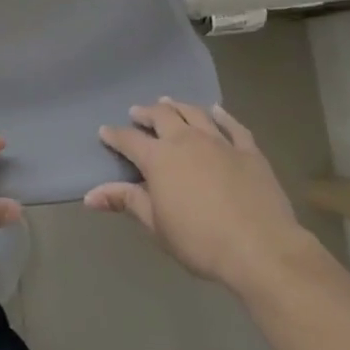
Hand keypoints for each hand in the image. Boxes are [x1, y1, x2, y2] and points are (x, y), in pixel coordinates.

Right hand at [88, 99, 314, 291]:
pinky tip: (217, 110)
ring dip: (178, 106)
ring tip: (169, 102)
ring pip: (194, 113)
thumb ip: (126, 202)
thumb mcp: (156, 225)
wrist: (259, 247)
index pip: (129, 140)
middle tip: (137, 112)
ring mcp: (220, 142)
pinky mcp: (248, 150)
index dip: (115, 135)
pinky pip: (232, 125)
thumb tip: (89, 195)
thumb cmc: (200, 240)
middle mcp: (186, 140)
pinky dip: (222, 115)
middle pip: (162, 116)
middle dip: (146, 112)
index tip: (105, 131)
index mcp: (159, 158)